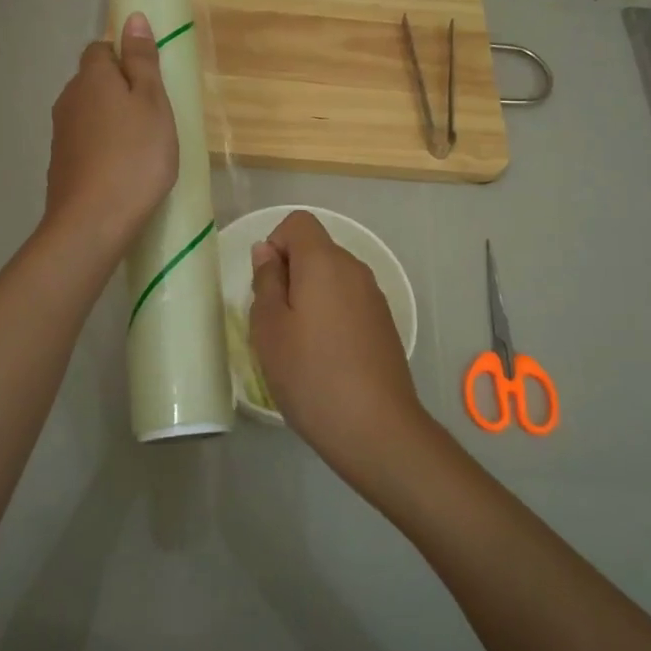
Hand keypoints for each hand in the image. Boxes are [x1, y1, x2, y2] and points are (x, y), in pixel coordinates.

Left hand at [42, 13, 177, 260]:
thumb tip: (133, 18)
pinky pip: (85, 143)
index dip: (125, 58)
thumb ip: (143, 61)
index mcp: (91, 77)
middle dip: (119, 91)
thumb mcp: (152, 103)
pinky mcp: (60, 165)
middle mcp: (68, 99)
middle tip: (153, 115)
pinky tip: (122, 169)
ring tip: (141, 146)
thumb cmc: (134, 156)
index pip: (101, 49)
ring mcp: (60, 134)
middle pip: (93, 82)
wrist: (93, 220)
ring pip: (89, 114)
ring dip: (111, 121)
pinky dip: (102, 147)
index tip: (150, 81)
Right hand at [249, 210, 434, 483]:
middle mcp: (355, 269)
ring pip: (332, 278)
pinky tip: (325, 358)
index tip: (266, 286)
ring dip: (309, 297)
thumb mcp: (270, 327)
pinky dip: (331, 315)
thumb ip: (266, 281)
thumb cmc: (311, 374)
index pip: (298, 223)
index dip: (275, 244)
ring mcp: (374, 297)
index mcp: (325, 262)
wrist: (375, 427)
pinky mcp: (384, 324)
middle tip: (275, 322)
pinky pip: (349, 302)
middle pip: (316, 250)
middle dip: (290, 274)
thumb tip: (267, 251)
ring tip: (298, 344)